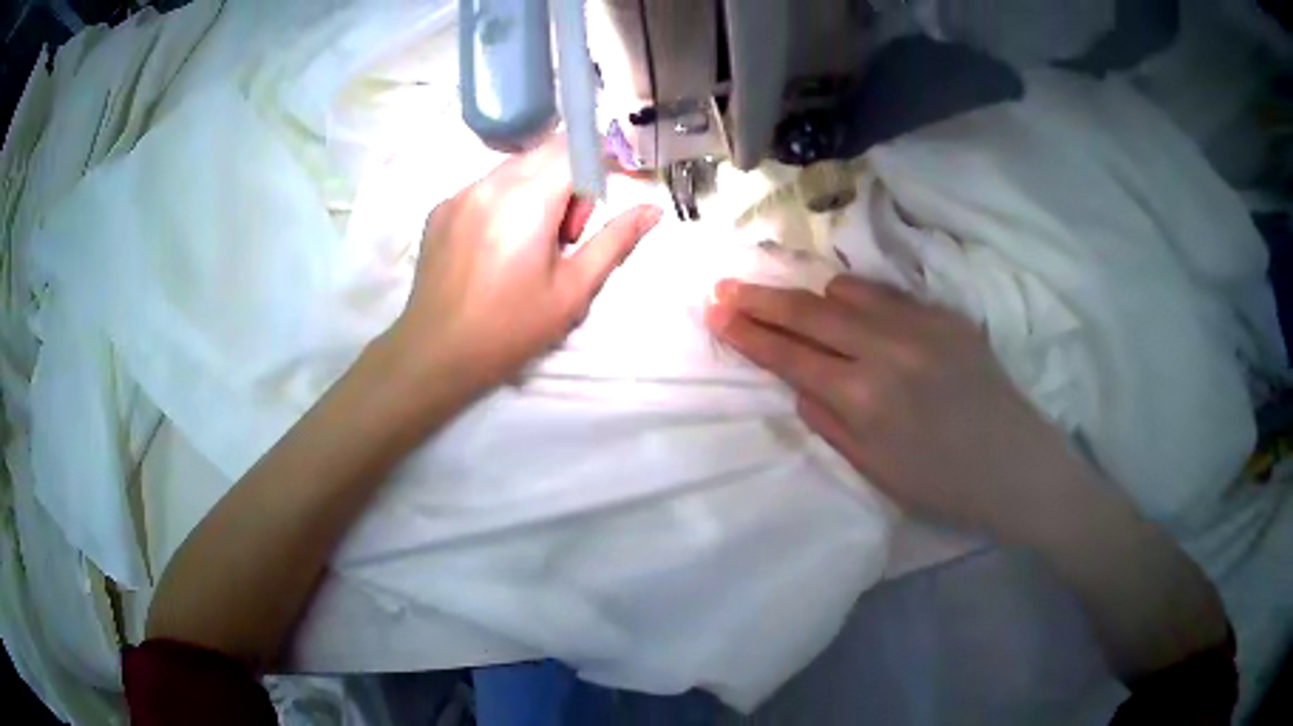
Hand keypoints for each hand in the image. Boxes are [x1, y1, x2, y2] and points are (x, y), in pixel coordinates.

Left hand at [390, 139, 661, 395]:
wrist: (436, 352)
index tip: (593, 209)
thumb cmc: (511, 327)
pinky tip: (493, 249)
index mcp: (529, 199)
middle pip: (545, 153)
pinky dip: (502, 203)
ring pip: (513, 168)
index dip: (595, 170)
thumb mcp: (573, 290)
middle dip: (566, 180)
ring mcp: (459, 193)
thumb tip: (653, 210)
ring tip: (526, 245)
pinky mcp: (440, 209)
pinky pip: (483, 187)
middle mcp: (491, 183)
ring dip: (534, 191)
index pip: (574, 150)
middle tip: (562, 236)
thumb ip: (615, 241)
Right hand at [705, 275, 1090, 542]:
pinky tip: (849, 311)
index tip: (715, 310)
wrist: (1016, 466)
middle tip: (725, 286)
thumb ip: (828, 420)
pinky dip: (856, 299)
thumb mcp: (873, 470)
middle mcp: (888, 350)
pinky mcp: (946, 316)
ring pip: (847, 291)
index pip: (790, 355)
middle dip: (760, 298)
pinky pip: (886, 295)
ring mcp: (921, 326)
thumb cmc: (943, 484)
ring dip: (811, 298)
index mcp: (865, 398)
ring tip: (790, 304)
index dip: (747, 332)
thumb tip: (799, 381)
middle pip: (808, 311)